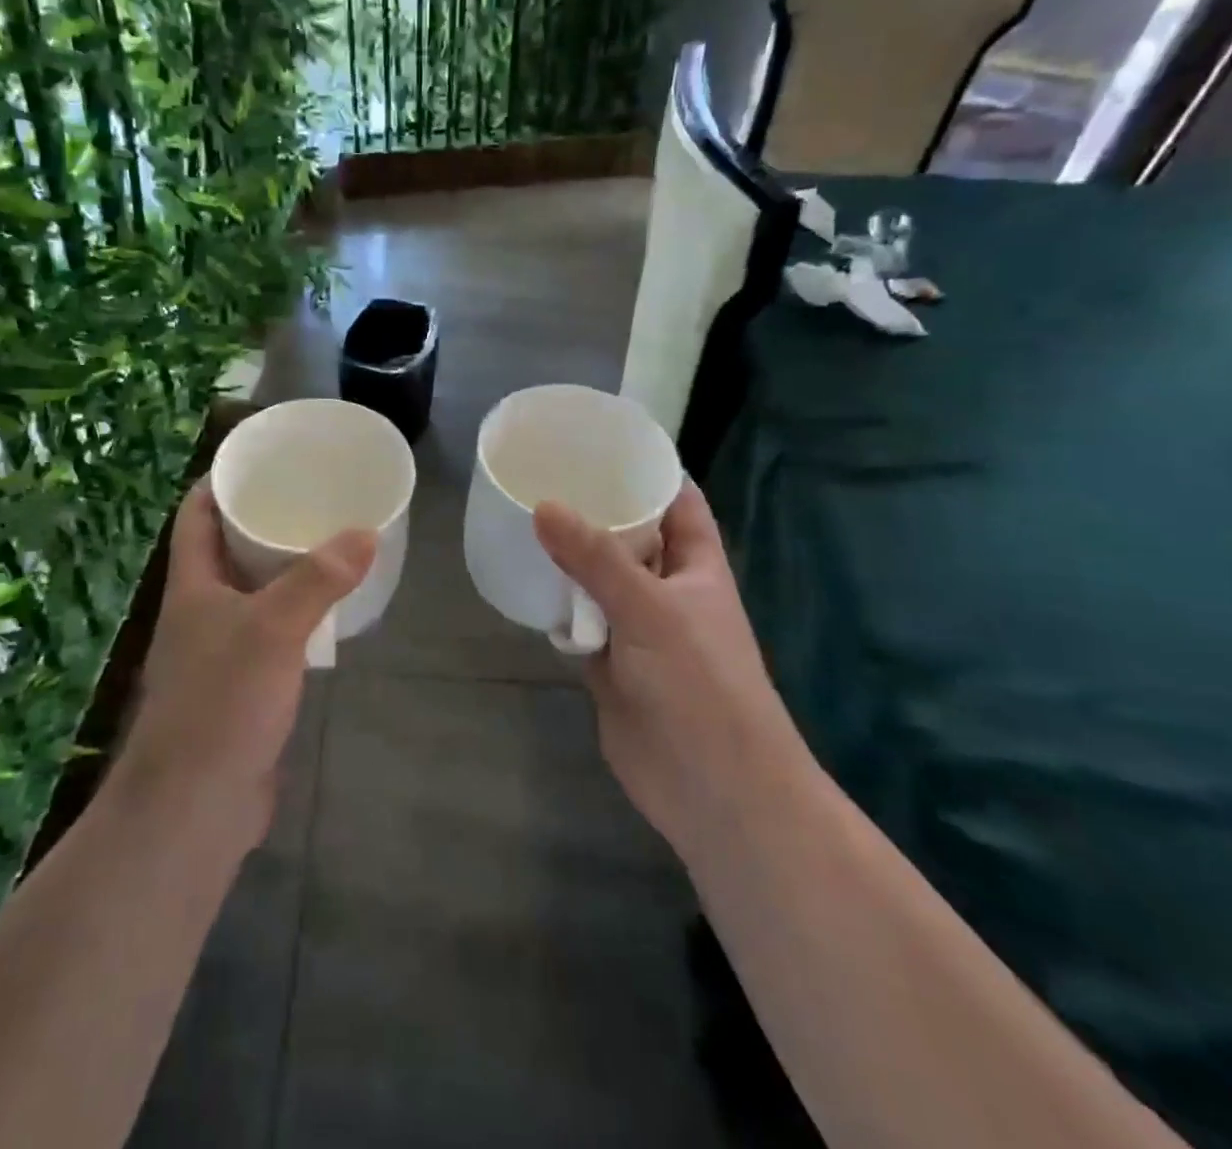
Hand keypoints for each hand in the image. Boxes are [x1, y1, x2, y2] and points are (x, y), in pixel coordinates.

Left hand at [111, 480, 375, 843]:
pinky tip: (325, 614)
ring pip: (249, 594)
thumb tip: (365, 532)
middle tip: (307, 498)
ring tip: (324, 545)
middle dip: (259, 522)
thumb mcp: (274, 630)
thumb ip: (318, 580)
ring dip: (280, 571)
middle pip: (225, 551)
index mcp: (192, 585)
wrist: (195, 805)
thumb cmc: (222, 702)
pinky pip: (267, 635)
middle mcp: (199, 612)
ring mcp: (217, 652)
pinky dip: (292, 617)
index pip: (194, 515)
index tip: (258, 459)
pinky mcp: (239, 688)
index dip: (218, 482)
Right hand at [534, 481, 793, 858]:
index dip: (648, 469)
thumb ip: (596, 559)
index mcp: (696, 566)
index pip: (677, 501)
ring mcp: (635, 628)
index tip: (602, 440)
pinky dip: (555, 606)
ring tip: (519, 517)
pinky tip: (521, 583)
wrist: (711, 791)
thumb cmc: (701, 686)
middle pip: (629, 536)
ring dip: (567, 558)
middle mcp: (666, 589)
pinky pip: (577, 620)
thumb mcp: (651, 610)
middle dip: (592, 509)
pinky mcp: (608, 663)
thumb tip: (542, 506)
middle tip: (541, 473)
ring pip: (597, 579)